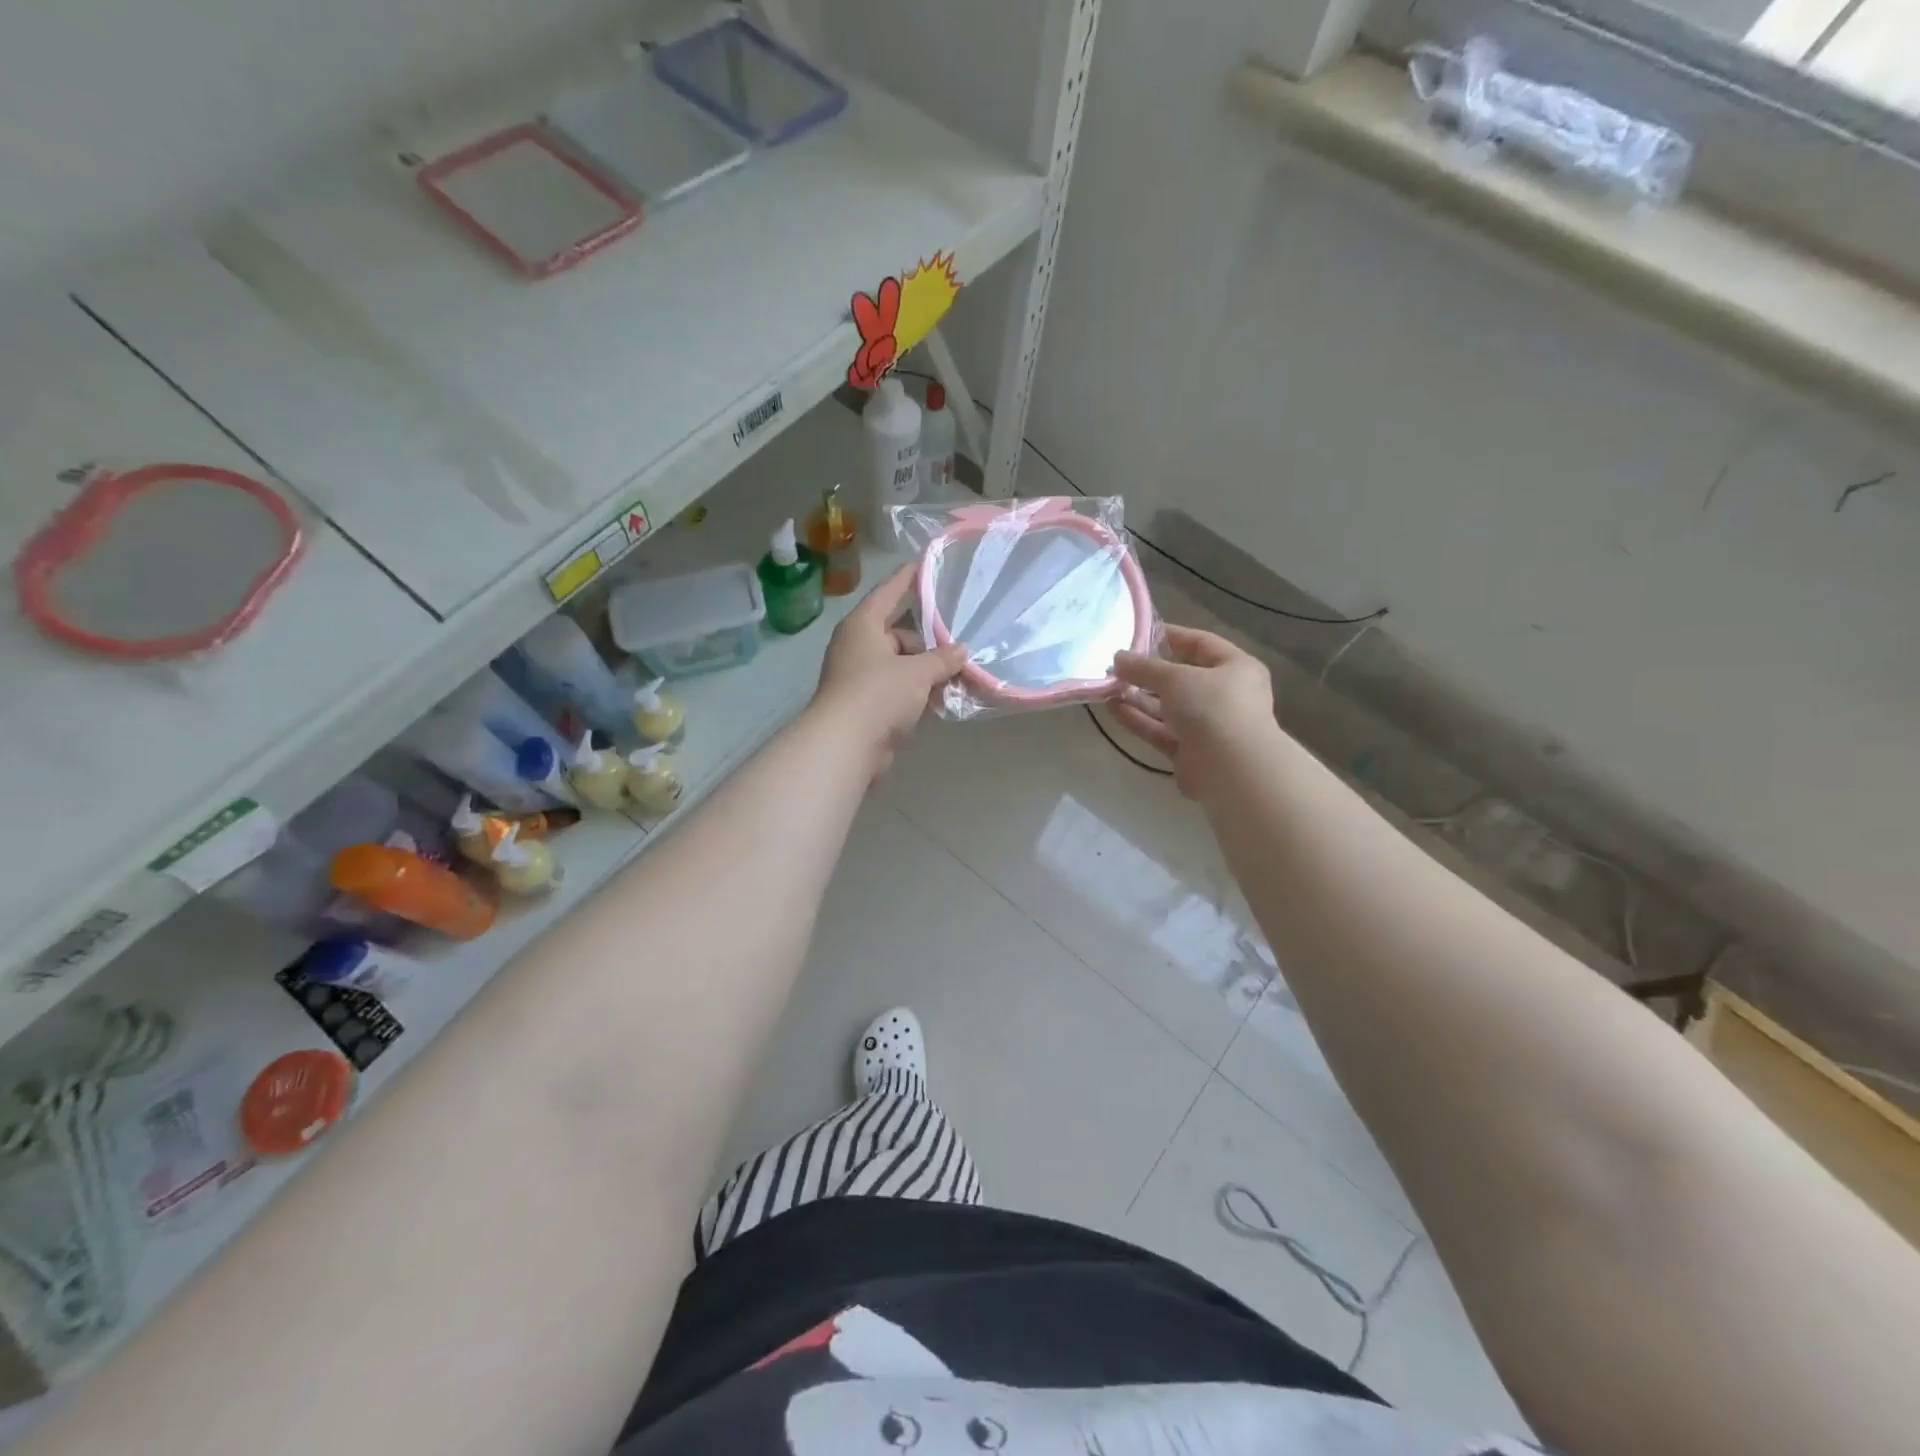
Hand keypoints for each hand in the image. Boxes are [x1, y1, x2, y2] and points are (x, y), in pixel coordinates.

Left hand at [812, 565, 968, 775]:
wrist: (845, 745)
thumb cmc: (878, 694)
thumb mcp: (917, 672)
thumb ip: (942, 659)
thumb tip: (961, 650)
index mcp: (863, 625)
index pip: (889, 592)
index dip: (908, 578)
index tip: (925, 564)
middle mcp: (858, 645)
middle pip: (898, 632)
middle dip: (928, 639)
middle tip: (960, 640)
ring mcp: (859, 676)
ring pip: (900, 663)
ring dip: (925, 669)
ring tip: (958, 671)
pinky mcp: (865, 704)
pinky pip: (897, 688)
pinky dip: (916, 691)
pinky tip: (941, 697)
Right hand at [1110, 625, 1278, 798]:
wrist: (1231, 770)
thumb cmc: (1213, 707)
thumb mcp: (1176, 677)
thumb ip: (1144, 667)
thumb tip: (1118, 658)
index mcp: (1236, 668)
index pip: (1201, 644)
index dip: (1170, 636)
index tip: (1139, 633)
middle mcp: (1225, 695)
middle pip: (1182, 678)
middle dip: (1148, 673)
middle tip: (1116, 666)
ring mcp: (1208, 726)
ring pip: (1168, 707)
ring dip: (1139, 697)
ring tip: (1107, 687)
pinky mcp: (1190, 752)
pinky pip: (1161, 730)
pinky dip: (1139, 720)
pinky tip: (1113, 708)